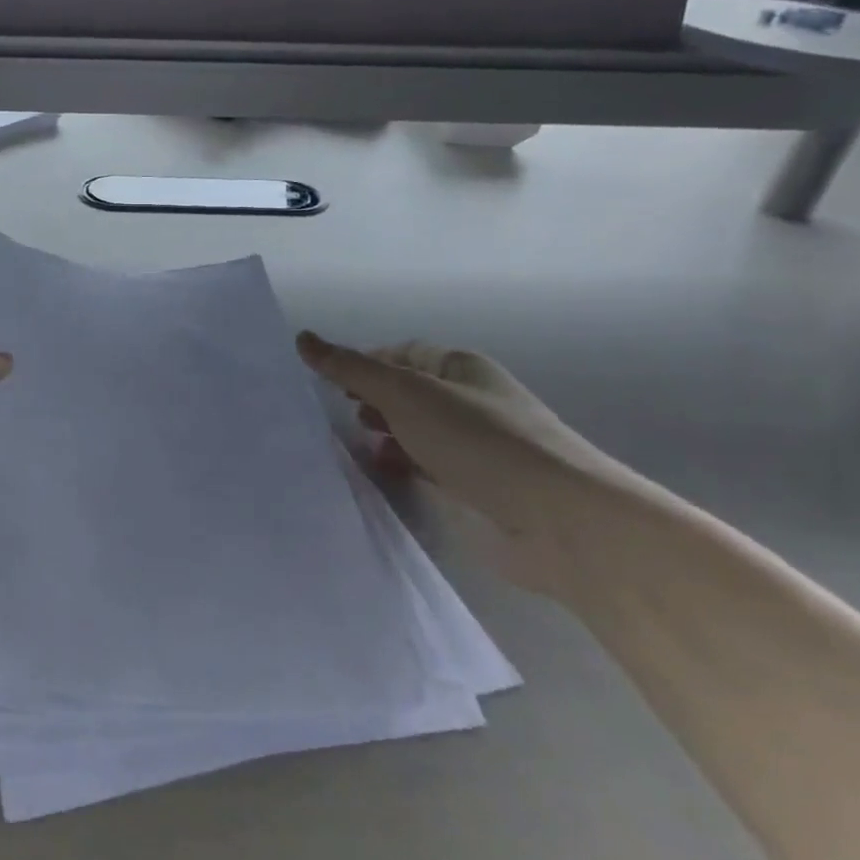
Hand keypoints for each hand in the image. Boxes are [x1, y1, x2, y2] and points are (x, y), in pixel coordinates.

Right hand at [296, 332, 634, 592]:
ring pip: (415, 432)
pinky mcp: (475, 489)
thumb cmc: (478, 440)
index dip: (364, 363)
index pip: (401, 354)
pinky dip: (402, 467)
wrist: (557, 521)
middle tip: (338, 413)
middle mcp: (468, 402)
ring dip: (384, 435)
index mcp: (460, 368)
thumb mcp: (405, 392)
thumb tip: (303, 338)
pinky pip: (427, 469)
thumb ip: (351, 368)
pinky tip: (382, 474)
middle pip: (407, 393)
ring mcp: (474, 448)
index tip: (327, 382)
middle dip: (371, 400)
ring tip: (354, 444)